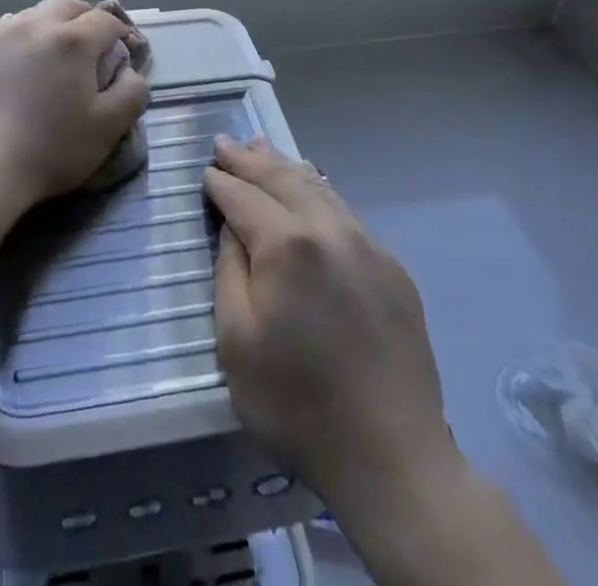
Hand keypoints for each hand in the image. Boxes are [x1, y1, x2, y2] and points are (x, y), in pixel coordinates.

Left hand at [0, 0, 148, 215]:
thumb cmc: (49, 150)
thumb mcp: (108, 128)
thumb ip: (132, 92)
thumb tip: (129, 71)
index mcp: (72, 40)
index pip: (105, 20)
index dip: (118, 33)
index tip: (118, 54)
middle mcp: (34, 24)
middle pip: (67, 6)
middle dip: (83, 19)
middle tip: (86, 49)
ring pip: (30, 16)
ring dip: (46, 28)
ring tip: (46, 59)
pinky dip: (14, 43)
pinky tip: (10, 71)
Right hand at [204, 136, 454, 504]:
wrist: (392, 455)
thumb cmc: (297, 404)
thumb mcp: (236, 342)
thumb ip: (230, 271)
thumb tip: (234, 227)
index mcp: (287, 245)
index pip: (243, 198)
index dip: (221, 182)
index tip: (205, 169)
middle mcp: (329, 229)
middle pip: (281, 179)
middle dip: (249, 159)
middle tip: (225, 141)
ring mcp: (366, 244)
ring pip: (317, 187)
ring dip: (283, 166)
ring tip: (261, 147)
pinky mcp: (391, 267)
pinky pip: (344, 211)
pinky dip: (317, 190)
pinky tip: (310, 187)